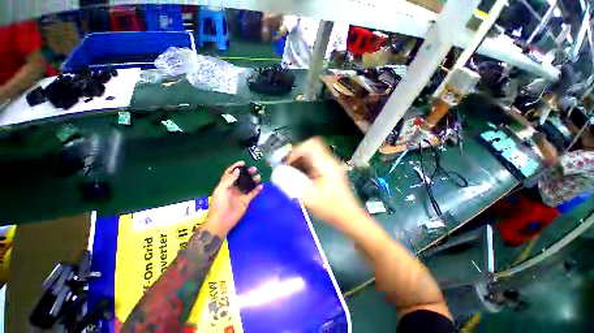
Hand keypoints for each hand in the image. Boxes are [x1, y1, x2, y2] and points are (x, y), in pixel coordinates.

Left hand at [204, 161, 262, 236]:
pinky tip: (261, 186)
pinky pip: (252, 194)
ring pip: (248, 185)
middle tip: (254, 169)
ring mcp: (240, 195)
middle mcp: (233, 188)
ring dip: (253, 180)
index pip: (230, 173)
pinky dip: (257, 190)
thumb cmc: (219, 204)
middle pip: (241, 178)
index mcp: (225, 185)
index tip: (243, 163)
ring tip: (258, 176)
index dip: (236, 167)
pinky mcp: (246, 201)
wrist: (222, 221)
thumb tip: (237, 170)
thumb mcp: (221, 190)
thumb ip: (229, 179)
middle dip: (247, 172)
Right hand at [286, 138, 363, 228]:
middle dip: (296, 157)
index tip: (287, 164)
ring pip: (312, 156)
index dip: (296, 151)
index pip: (311, 145)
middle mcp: (329, 161)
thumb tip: (279, 172)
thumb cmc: (331, 208)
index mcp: (326, 164)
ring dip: (300, 162)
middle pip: (310, 148)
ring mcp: (331, 166)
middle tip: (287, 169)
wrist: (348, 217)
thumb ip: (292, 183)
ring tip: (292, 175)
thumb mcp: (309, 197)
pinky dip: (305, 167)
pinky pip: (314, 163)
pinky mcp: (330, 171)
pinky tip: (301, 178)